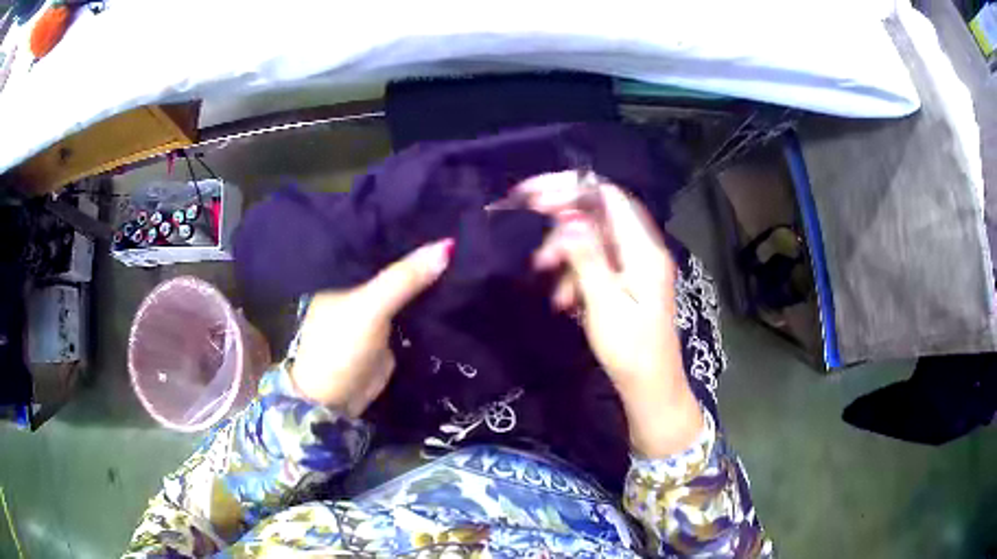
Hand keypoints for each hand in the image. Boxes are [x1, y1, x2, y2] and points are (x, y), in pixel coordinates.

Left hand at [289, 239, 452, 416]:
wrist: (336, 400)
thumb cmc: (340, 346)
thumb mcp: (370, 307)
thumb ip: (404, 278)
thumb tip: (449, 245)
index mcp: (343, 270)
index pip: (379, 237)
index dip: (407, 224)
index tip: (443, 207)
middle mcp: (358, 283)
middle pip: (395, 261)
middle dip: (423, 250)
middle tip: (463, 226)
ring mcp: (376, 306)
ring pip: (407, 284)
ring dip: (430, 274)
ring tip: (468, 247)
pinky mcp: (390, 328)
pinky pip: (414, 306)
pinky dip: (431, 298)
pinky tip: (457, 280)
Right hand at [518, 172, 703, 456]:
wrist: (650, 386)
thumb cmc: (630, 350)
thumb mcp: (604, 304)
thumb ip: (586, 257)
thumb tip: (567, 218)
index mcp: (643, 250)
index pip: (608, 197)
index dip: (571, 188)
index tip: (533, 198)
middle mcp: (642, 249)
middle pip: (598, 215)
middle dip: (561, 224)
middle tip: (531, 238)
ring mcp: (636, 265)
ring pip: (593, 240)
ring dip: (565, 254)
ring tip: (545, 278)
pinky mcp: (628, 280)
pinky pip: (596, 262)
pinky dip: (575, 273)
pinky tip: (562, 299)